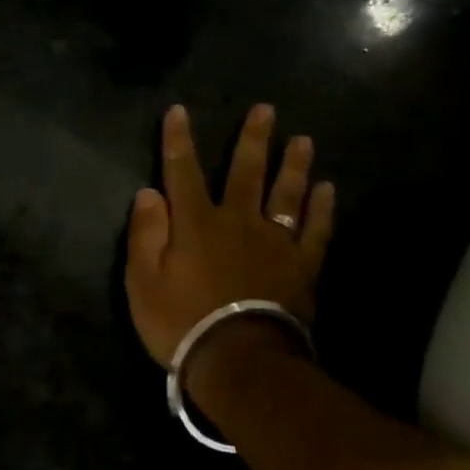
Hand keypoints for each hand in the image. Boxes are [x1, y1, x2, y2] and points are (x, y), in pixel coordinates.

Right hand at [125, 104, 335, 366]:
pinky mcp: (301, 266)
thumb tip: (149, 193)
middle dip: (252, 140)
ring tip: (303, 140)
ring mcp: (275, 242)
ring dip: (293, 165)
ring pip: (286, 194)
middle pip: (246, 173)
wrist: (239, 360)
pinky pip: (315, 230)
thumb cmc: (181, 321)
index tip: (179, 110)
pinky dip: (322, 208)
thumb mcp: (142, 281)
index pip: (183, 172)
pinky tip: (327, 189)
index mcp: (195, 223)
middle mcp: (238, 222)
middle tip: (265, 110)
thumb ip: (145, 234)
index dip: (178, 140)